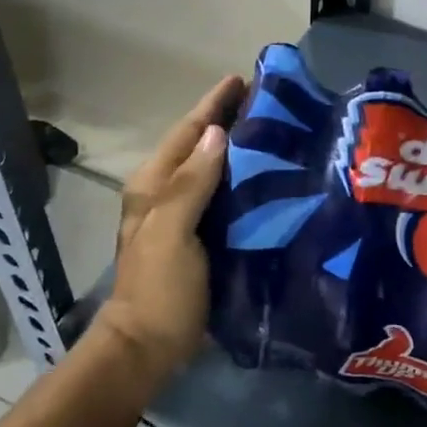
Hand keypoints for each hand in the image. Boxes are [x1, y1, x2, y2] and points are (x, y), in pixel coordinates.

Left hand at [94, 75, 245, 381]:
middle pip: (200, 146)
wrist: (148, 347)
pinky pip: (223, 197)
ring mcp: (182, 217)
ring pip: (214, 170)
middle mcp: (166, 193)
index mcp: (154, 185)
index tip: (244, 79)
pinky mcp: (200, 238)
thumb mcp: (171, 230)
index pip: (188, 132)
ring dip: (239, 150)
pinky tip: (271, 179)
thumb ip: (192, 181)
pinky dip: (243, 182)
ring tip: (278, 132)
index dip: (213, 104)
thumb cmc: (158, 287)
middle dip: (229, 121)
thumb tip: (217, 133)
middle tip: (272, 104)